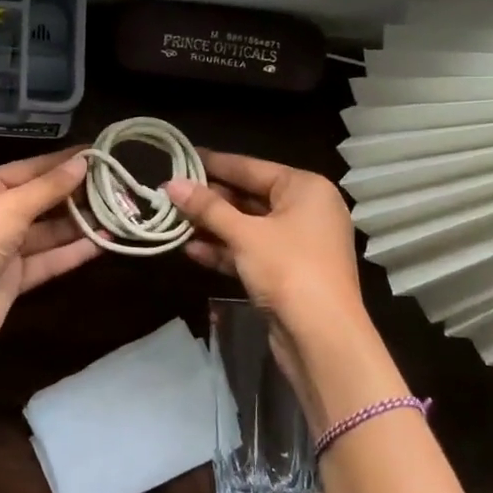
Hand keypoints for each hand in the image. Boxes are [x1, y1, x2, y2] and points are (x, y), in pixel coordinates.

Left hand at [0, 147, 100, 365]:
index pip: (28, 169)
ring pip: (47, 232)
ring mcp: (2, 248)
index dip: (61, 162)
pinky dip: (73, 251)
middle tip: (115, 185)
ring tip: (116, 212)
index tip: (97, 154)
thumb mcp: (11, 205)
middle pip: (39, 200)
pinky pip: (48, 260)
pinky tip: (104, 242)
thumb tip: (83, 163)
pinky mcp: (14, 278)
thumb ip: (49, 187)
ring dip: (78, 223)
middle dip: (74, 194)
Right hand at [165, 148, 367, 338]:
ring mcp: (297, 243)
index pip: (251, 167)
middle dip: (210, 199)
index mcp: (306, 189)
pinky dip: (224, 250)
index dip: (214, 163)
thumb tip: (171, 184)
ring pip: (248, 227)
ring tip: (173, 220)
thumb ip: (207, 208)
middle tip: (170, 193)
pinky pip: (251, 251)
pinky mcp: (287, 272)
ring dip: (212, 227)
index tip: (182, 156)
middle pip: (249, 196)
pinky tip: (190, 250)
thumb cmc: (288, 268)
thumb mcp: (244, 234)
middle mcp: (306, 210)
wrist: (322, 337)